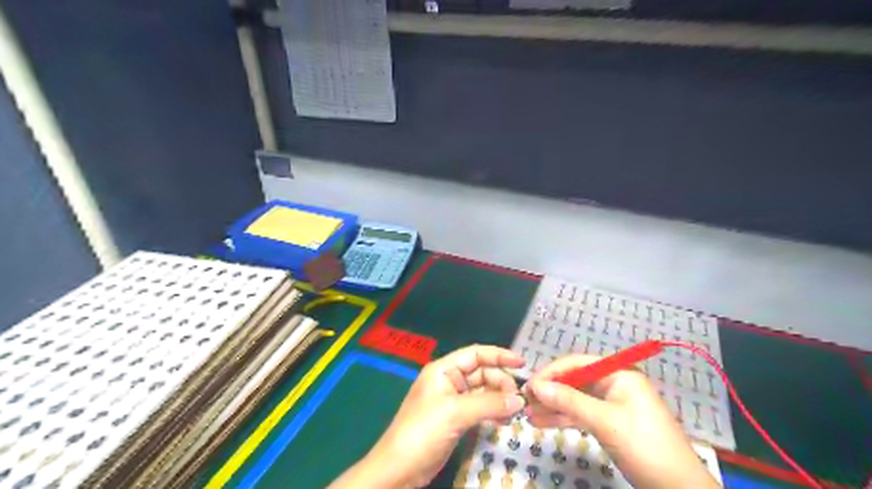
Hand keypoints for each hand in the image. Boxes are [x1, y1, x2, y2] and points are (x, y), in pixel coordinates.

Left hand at [331, 344, 526, 488]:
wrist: (399, 469)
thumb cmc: (423, 431)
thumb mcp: (456, 413)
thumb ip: (489, 403)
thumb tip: (520, 400)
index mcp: (443, 370)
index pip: (475, 354)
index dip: (499, 355)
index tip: (522, 364)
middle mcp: (448, 381)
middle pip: (482, 372)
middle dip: (501, 382)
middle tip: (520, 399)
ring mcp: (452, 401)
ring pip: (483, 391)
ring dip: (499, 398)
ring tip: (514, 412)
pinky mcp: (456, 419)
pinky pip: (480, 408)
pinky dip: (492, 411)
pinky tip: (503, 421)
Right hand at [523, 355, 715, 487]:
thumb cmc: (645, 446)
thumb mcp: (605, 421)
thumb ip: (569, 401)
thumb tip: (536, 386)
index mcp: (618, 373)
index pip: (577, 363)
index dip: (551, 372)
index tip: (529, 385)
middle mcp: (613, 383)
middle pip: (574, 381)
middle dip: (549, 391)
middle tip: (524, 401)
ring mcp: (611, 403)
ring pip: (575, 399)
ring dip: (552, 406)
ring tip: (527, 415)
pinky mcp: (609, 422)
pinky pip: (581, 414)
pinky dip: (563, 418)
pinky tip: (542, 422)